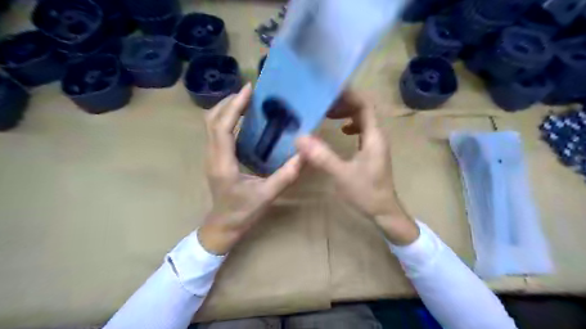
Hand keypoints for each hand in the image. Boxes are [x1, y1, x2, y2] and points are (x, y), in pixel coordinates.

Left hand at [201, 84, 301, 253]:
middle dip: (228, 102)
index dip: (233, 106)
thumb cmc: (242, 213)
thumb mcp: (266, 196)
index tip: (248, 90)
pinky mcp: (215, 158)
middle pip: (211, 120)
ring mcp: (211, 156)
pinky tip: (242, 119)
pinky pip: (217, 132)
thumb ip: (285, 176)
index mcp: (223, 163)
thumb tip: (304, 156)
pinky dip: (227, 119)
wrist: (223, 226)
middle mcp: (212, 156)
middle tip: (249, 92)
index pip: (222, 127)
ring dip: (226, 109)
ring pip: (211, 124)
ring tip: (246, 101)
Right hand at [299, 94, 420, 245]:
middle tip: (323, 105)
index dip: (348, 96)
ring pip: (363, 118)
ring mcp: (375, 143)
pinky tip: (342, 130)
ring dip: (347, 113)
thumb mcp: (341, 174)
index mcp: (374, 136)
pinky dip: (351, 124)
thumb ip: (322, 156)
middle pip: (363, 108)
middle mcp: (377, 135)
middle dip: (344, 103)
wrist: (384, 211)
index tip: (328, 95)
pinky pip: (362, 130)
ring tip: (328, 113)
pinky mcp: (372, 151)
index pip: (365, 104)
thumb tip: (300, 138)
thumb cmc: (366, 193)